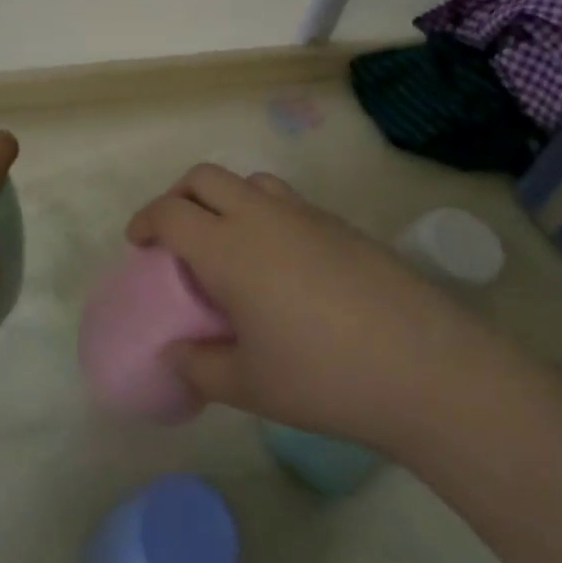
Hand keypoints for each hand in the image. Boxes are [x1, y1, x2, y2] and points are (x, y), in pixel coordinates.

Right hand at [127, 165, 459, 449]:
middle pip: (204, 177)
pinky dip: (262, 212)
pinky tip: (279, 262)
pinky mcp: (338, 223)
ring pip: (247, 180)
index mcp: (229, 248)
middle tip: (175, 235)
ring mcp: (303, 214)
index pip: (171, 213)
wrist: (423, 364)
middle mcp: (261, 216)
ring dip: (223, 197)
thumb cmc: (324, 376)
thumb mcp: (250, 385)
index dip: (146, 221)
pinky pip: (284, 200)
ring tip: (227, 241)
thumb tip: (175, 356)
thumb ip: (200, 367)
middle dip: (179, 196)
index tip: (139, 244)